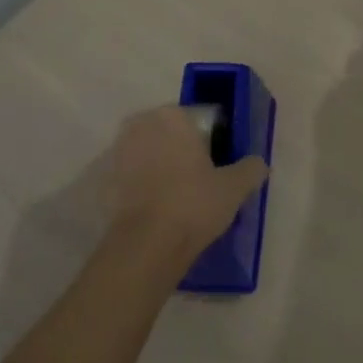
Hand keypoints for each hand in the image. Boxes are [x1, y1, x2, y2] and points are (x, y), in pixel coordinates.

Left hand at [102, 105, 267, 264]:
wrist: (145, 246)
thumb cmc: (193, 204)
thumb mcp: (234, 187)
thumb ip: (251, 168)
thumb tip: (258, 163)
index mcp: (172, 116)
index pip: (198, 119)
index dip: (211, 140)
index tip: (218, 162)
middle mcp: (141, 124)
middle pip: (170, 133)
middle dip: (182, 149)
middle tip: (200, 178)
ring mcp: (118, 151)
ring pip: (149, 153)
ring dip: (160, 166)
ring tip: (179, 196)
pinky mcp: (104, 180)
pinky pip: (132, 177)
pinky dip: (143, 186)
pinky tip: (158, 208)